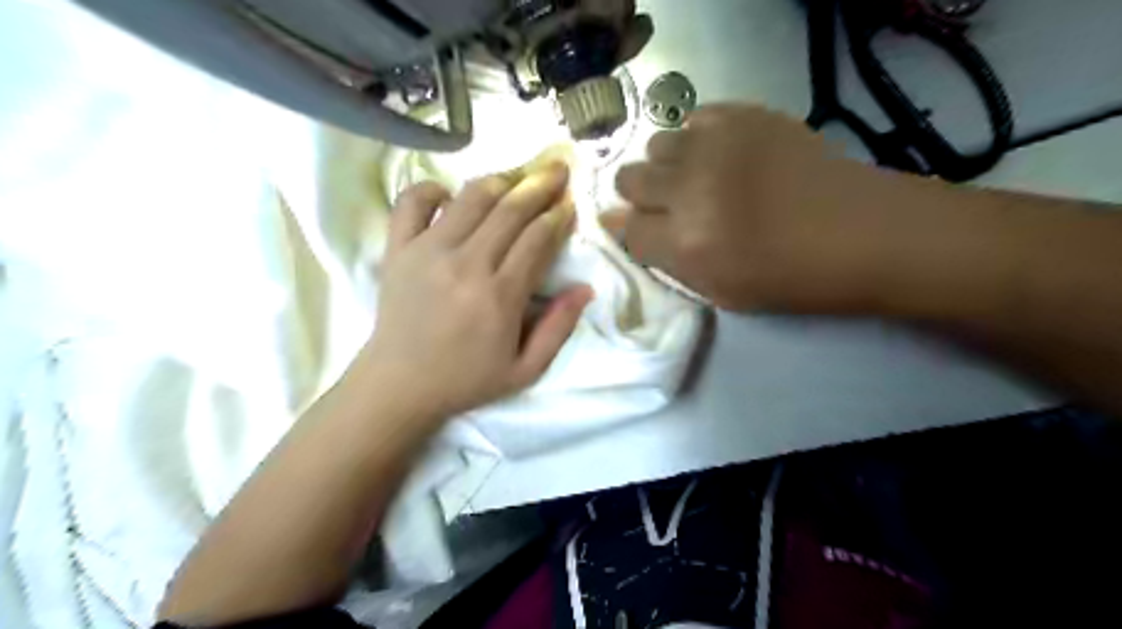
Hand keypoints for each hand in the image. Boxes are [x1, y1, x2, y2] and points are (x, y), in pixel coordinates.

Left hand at [361, 162, 595, 421]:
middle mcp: (465, 265)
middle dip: (539, 185)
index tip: (569, 203)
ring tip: (517, 176)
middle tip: (557, 169)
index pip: (536, 239)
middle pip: (510, 210)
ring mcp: (427, 252)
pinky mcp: (398, 249)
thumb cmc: (466, 379)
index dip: (557, 216)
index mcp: (499, 297)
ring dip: (499, 180)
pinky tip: (449, 194)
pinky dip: (431, 189)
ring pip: (470, 198)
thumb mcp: (525, 370)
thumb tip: (585, 288)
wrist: (399, 385)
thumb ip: (558, 329)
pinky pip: (412, 202)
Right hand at [606, 106, 943, 315]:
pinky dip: (697, 138)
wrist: (861, 232)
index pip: (625, 228)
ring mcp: (716, 145)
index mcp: (686, 244)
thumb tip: (618, 224)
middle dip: (640, 196)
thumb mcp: (717, 291)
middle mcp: (690, 189)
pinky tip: (719, 155)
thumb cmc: (788, 276)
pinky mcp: (744, 115)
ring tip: (696, 178)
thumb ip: (664, 259)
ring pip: (655, 145)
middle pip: (629, 179)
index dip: (626, 229)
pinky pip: (693, 118)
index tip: (639, 228)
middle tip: (668, 206)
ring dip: (667, 166)